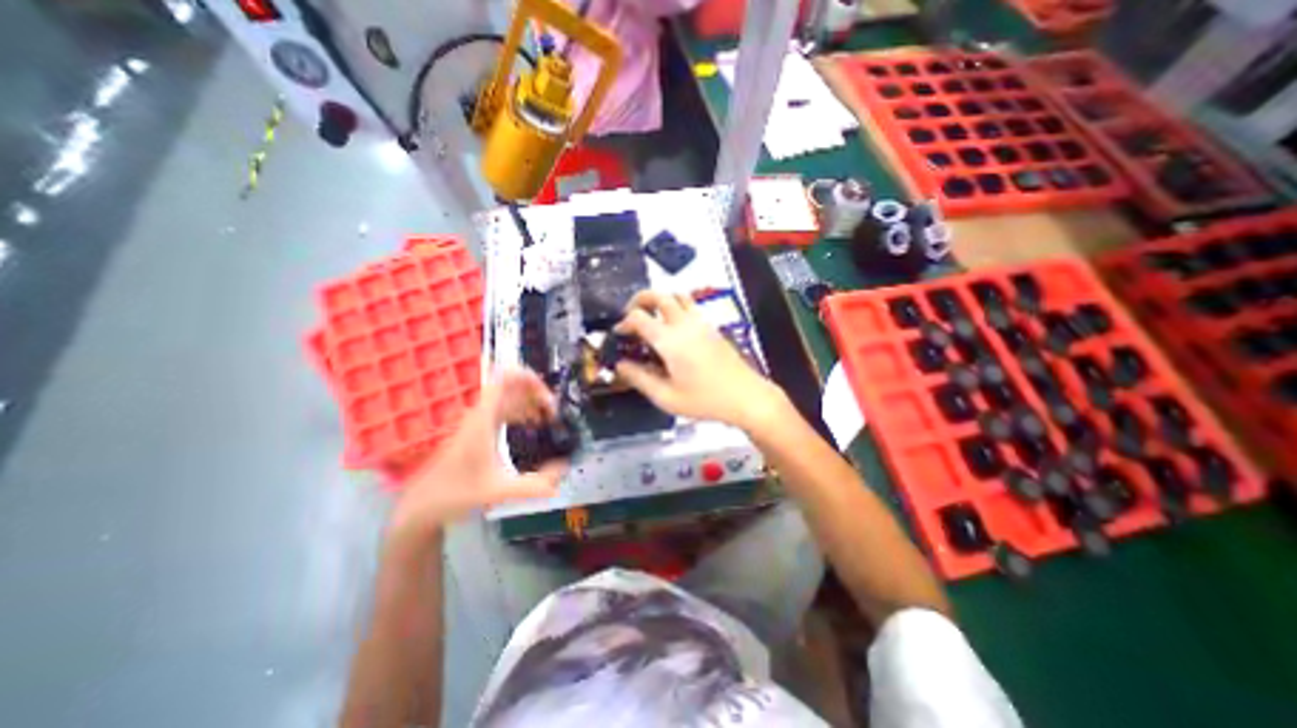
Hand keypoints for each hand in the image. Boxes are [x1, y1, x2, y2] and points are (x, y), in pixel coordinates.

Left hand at [388, 367, 566, 542]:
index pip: (506, 378)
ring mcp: (477, 419)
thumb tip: (565, 469)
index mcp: (482, 418)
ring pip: (509, 396)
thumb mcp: (499, 491)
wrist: (420, 505)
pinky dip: (521, 411)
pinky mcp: (477, 428)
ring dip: (531, 402)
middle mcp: (480, 412)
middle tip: (554, 414)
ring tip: (548, 420)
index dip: (531, 379)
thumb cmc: (454, 494)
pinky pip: (504, 408)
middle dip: (537, 394)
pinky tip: (532, 426)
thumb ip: (535, 484)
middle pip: (512, 385)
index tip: (550, 400)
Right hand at [614, 288, 783, 428]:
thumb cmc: (704, 400)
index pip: (639, 317)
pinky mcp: (712, 327)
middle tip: (631, 315)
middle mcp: (684, 324)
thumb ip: (639, 379)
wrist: (745, 396)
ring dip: (660, 300)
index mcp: (669, 340)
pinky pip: (690, 305)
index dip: (623, 323)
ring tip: (652, 317)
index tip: (618, 334)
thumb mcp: (666, 397)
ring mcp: (701, 323)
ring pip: (677, 295)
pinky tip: (674, 329)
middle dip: (639, 300)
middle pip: (658, 295)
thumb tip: (620, 366)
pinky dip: (676, 306)